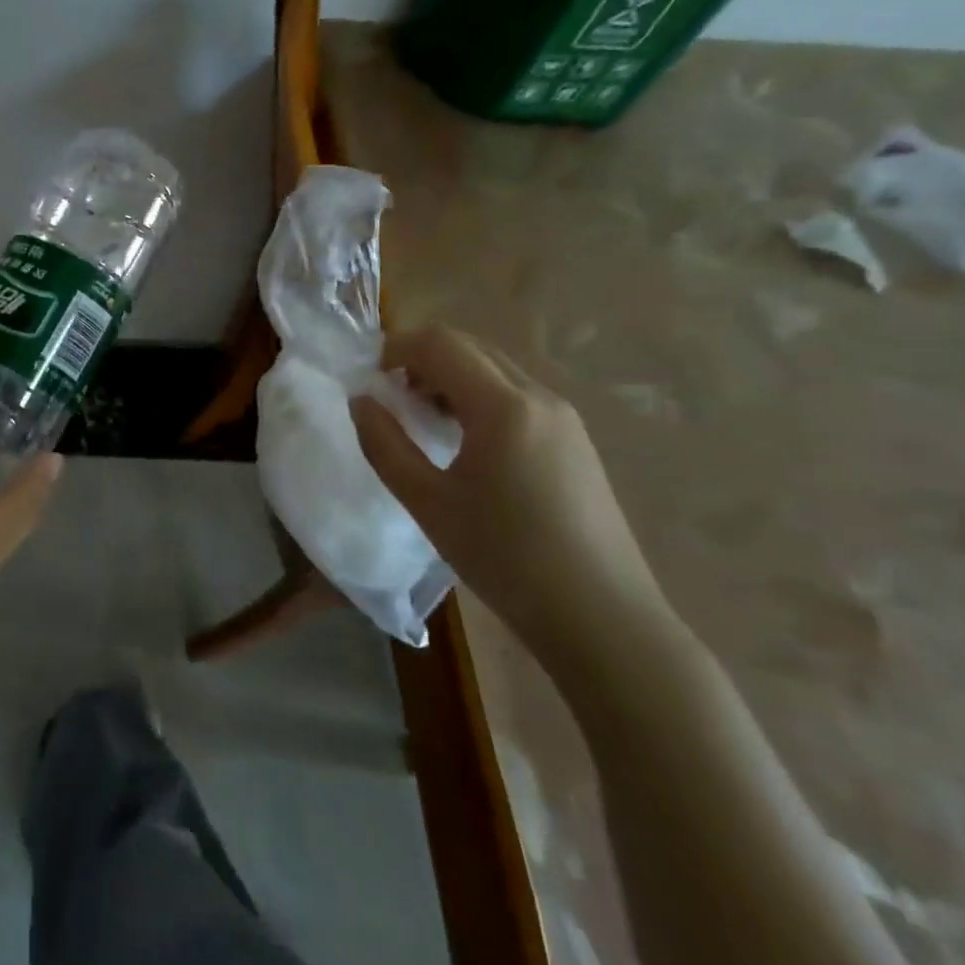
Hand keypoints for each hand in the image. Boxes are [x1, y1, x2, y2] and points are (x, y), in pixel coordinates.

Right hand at [349, 326, 669, 662]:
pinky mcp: (575, 440)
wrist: (603, 620)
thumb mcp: (428, 503)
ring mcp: (564, 418)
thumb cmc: (506, 559)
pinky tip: (463, 439)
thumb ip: (384, 444)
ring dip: (449, 375)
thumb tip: (362, 401)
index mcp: (504, 407)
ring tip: (421, 417)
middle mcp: (539, 398)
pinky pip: (515, 394)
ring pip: (494, 368)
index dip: (395, 348)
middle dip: (421, 357)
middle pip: (470, 346)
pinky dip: (477, 395)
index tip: (368, 378)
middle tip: (390, 394)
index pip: (441, 344)